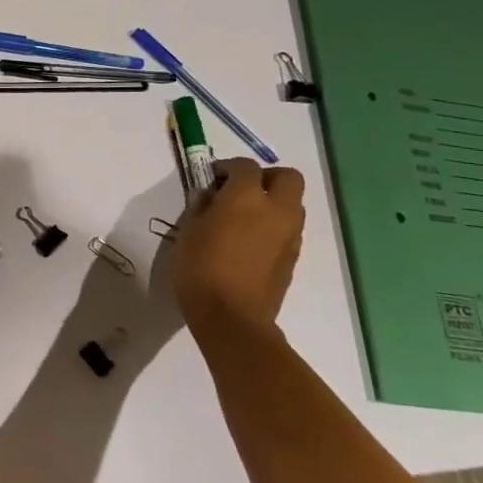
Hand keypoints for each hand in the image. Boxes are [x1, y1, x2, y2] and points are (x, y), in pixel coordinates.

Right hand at [164, 158, 305, 342]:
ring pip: (292, 204)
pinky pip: (289, 229)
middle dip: (265, 177)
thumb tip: (208, 196)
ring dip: (272, 202)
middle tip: (238, 191)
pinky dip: (273, 226)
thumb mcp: (188, 230)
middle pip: (287, 177)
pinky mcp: (293, 258)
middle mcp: (276, 210)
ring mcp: (290, 236)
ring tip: (242, 218)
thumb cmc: (200, 267)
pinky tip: (249, 242)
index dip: (227, 167)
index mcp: (247, 197)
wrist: (231, 317)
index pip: (245, 166)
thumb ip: (201, 206)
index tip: (210, 179)